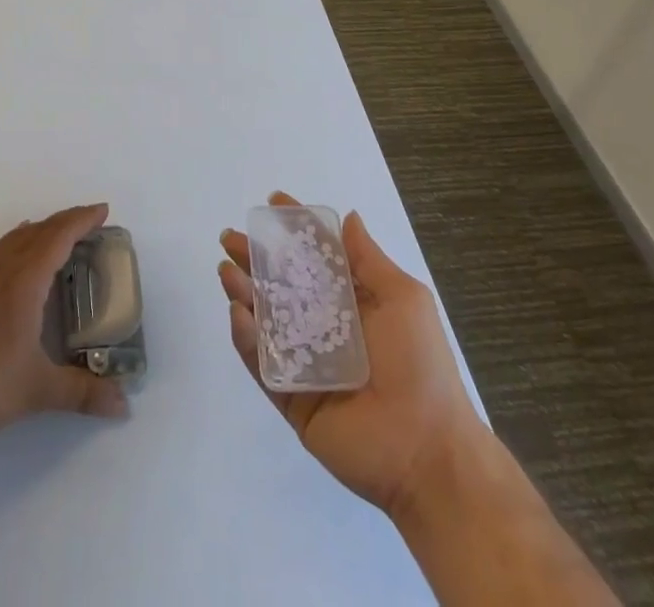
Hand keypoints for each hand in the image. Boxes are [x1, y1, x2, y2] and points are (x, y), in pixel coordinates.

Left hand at [0, 202, 129, 453]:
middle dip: (66, 222)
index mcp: (24, 280)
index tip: (103, 210)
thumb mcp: (40, 390)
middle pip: (39, 231)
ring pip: (15, 238)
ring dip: (41, 230)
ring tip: (60, 235)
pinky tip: (18, 256)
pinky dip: (19, 242)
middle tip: (91, 222)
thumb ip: (84, 393)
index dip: (82, 220)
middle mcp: (1, 268)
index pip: (58, 236)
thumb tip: (123, 406)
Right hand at [219, 192, 482, 518]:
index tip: (272, 202)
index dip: (294, 230)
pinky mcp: (290, 397)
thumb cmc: (420, 365)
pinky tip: (239, 313)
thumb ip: (369, 260)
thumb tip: (348, 217)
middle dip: (254, 258)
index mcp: (351, 303)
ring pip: (264, 320)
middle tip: (229, 238)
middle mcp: (323, 327)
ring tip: (226, 270)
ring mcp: (304, 363)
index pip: (315, 258)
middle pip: (280, 284)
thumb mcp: (404, 300)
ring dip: (243, 292)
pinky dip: (246, 338)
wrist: (427, 452)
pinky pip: (261, 364)